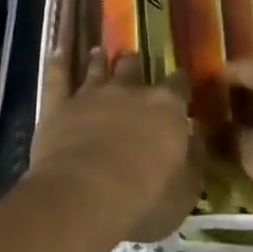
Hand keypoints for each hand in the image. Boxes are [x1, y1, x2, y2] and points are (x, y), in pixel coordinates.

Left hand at [30, 46, 203, 244]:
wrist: (83, 197)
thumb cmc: (143, 200)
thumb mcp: (185, 192)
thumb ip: (194, 159)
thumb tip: (196, 135)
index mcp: (165, 108)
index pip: (178, 85)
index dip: (179, 85)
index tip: (180, 88)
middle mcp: (129, 90)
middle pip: (133, 66)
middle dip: (135, 65)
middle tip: (134, 66)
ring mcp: (91, 93)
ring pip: (97, 66)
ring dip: (100, 60)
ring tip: (99, 53)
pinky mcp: (60, 104)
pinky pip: (57, 75)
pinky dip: (58, 61)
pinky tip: (56, 50)